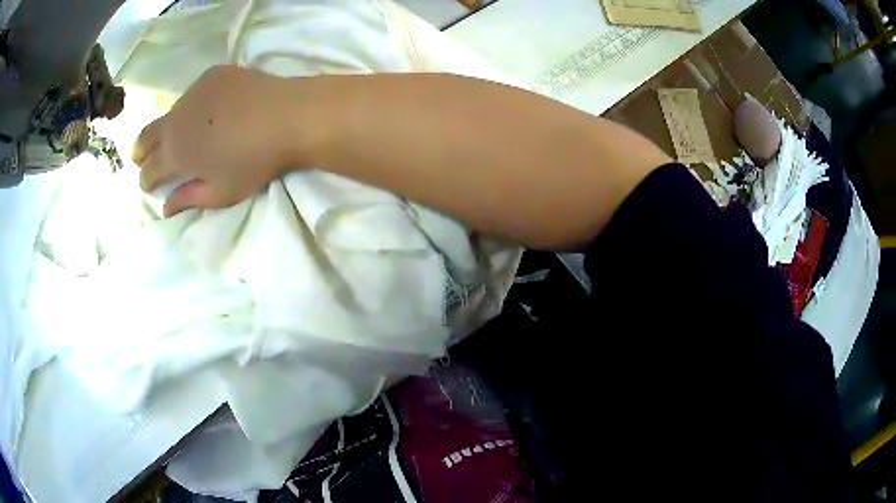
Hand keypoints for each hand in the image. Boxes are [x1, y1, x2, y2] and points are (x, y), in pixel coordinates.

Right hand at [132, 65, 304, 216]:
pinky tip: (206, 110)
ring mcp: (193, 91)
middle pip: (147, 136)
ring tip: (176, 135)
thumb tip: (165, 208)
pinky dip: (193, 106)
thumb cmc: (254, 161)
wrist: (287, 115)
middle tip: (140, 158)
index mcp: (176, 152)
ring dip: (168, 127)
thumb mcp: (221, 192)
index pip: (149, 170)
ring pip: (170, 113)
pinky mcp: (212, 74)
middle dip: (141, 151)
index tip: (148, 186)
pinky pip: (194, 93)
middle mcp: (176, 119)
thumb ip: (188, 199)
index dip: (146, 181)